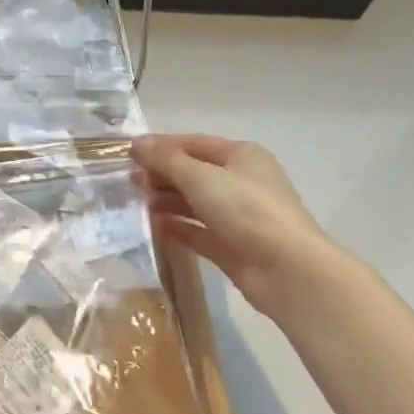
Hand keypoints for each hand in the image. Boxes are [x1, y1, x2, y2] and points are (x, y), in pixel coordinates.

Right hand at [132, 133, 354, 322]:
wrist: (287, 270)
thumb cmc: (246, 210)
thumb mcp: (201, 177)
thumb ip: (166, 159)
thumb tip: (136, 143)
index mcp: (241, 156)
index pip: (193, 143)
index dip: (160, 146)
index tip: (126, 153)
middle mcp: (240, 182)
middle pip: (192, 172)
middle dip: (160, 175)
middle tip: (126, 182)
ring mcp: (236, 216)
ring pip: (192, 203)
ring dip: (164, 201)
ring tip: (133, 204)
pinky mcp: (230, 246)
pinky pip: (196, 231)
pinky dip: (175, 228)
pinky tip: (151, 228)